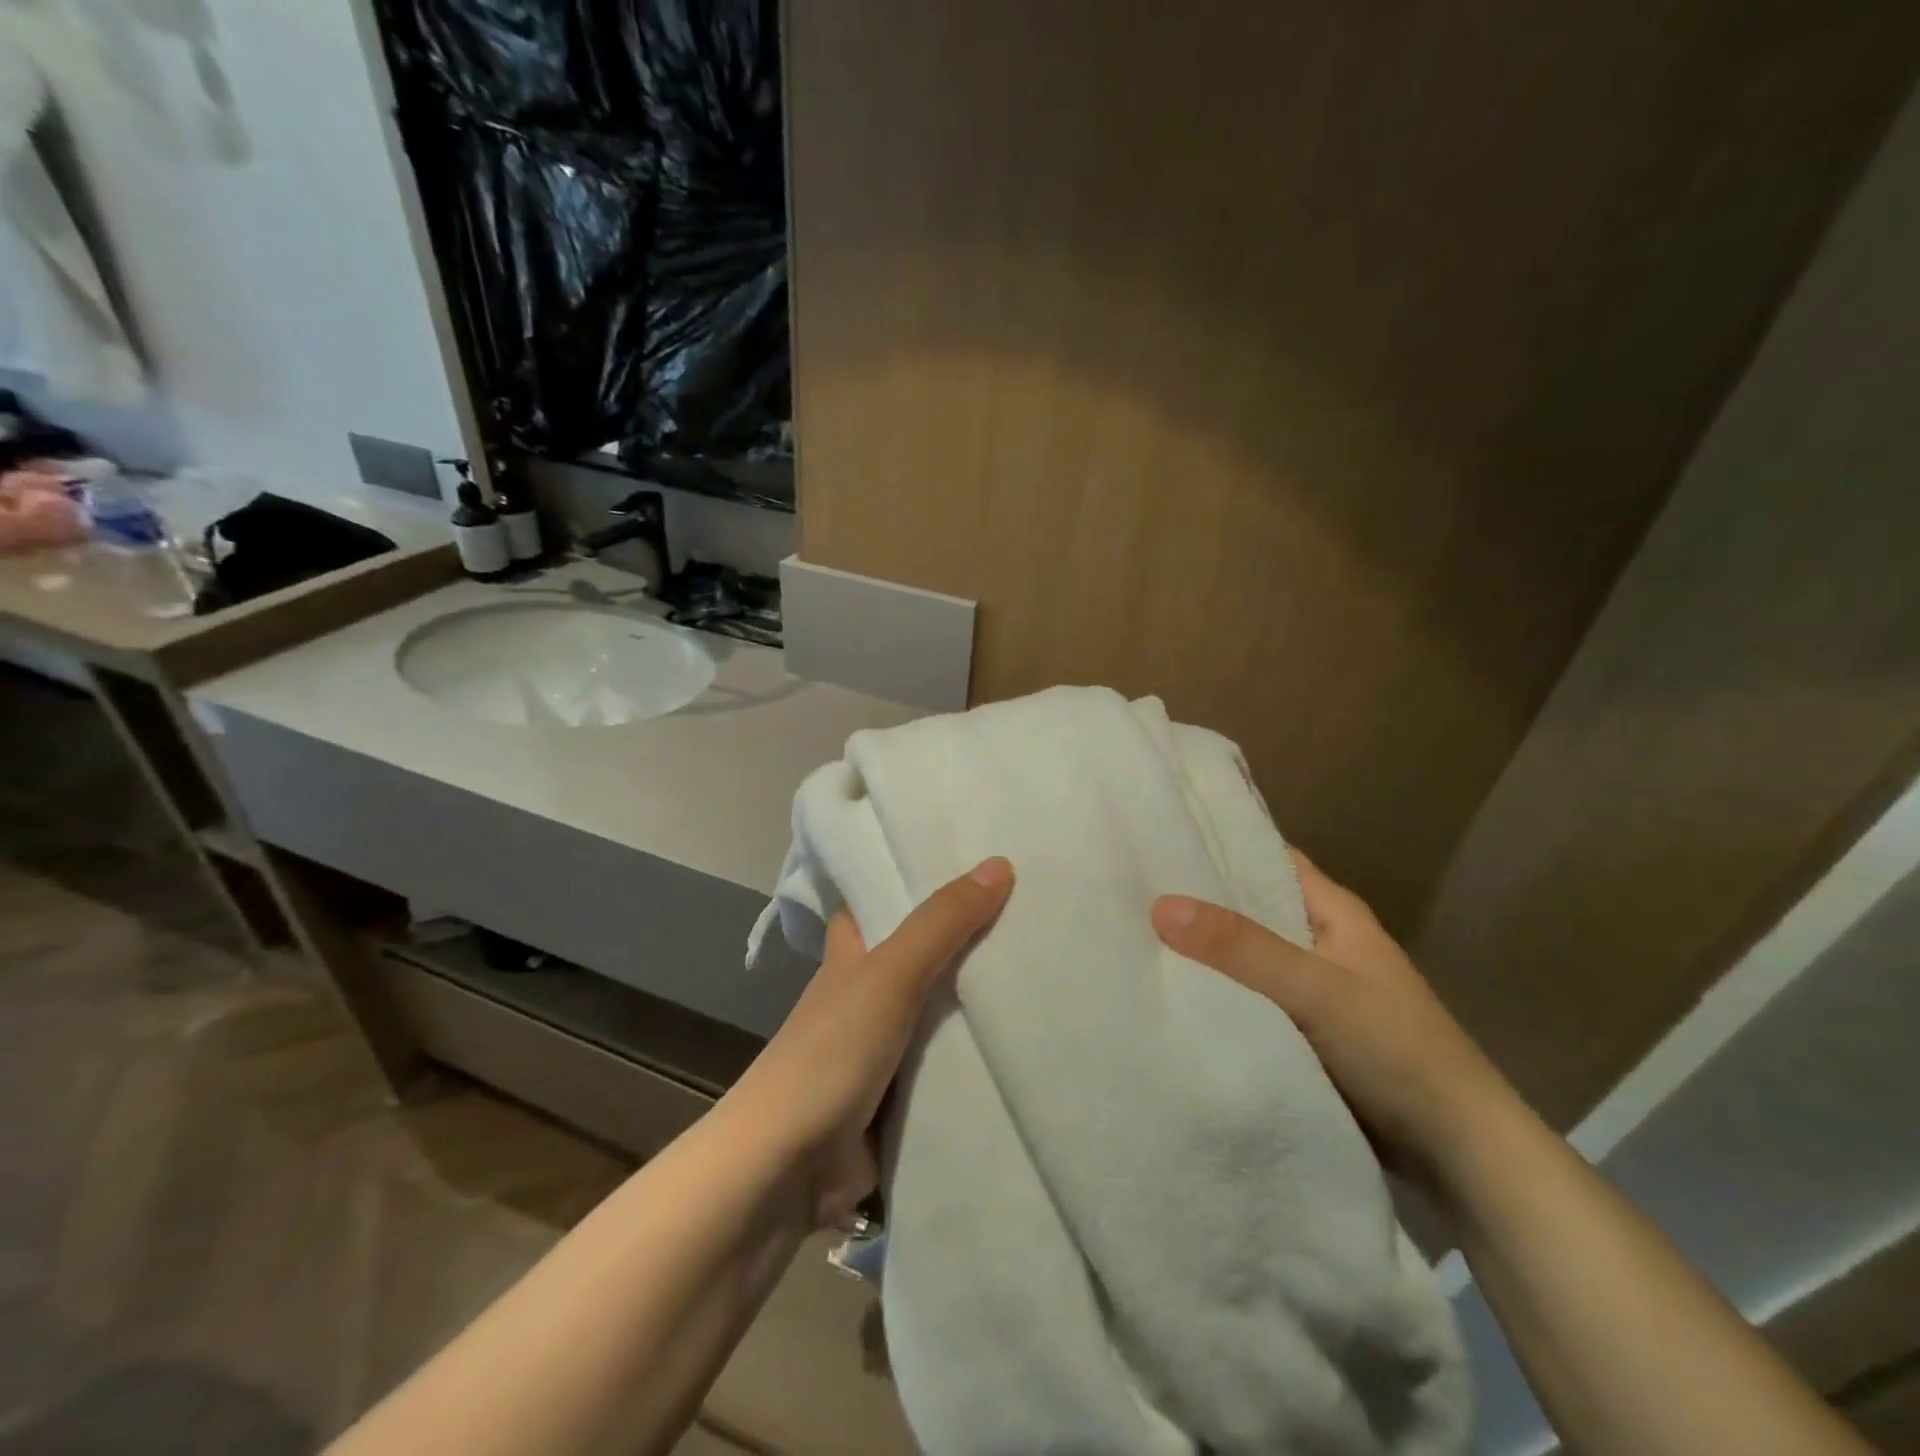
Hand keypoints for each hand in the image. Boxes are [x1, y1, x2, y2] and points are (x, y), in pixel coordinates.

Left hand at [722, 858, 1014, 1227]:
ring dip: (978, 995)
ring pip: (940, 1007)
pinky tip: (1026, 1036)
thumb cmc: (832, 1052)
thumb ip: (942, 923)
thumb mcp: (889, 974)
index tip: (967, 854)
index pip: (880, 899)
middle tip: (1030, 905)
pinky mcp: (901, 1092)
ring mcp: (884, 1044)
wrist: (788, 1168)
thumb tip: (1000, 863)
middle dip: (966, 934)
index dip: (915, 876)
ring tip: (1043, 962)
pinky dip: (977, 1051)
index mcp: (852, 953)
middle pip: (922, 951)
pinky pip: (948, 1061)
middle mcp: (866, 991)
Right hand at [1151, 853, 1516, 1194]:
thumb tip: (1160, 904)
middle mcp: (1320, 940)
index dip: (1217, 844)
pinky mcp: (1306, 1031)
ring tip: (1135, 934)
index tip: (1157, 839)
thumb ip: (1240, 947)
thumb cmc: (1395, 1051)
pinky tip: (1173, 993)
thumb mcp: (1315, 989)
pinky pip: (1251, 998)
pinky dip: (1219, 993)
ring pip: (1247, 956)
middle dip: (1199, 900)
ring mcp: (1314, 988)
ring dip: (1205, 951)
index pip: (1266, 857)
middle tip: (1129, 887)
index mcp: (1333, 912)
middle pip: (1251, 907)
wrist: (1460, 1154)